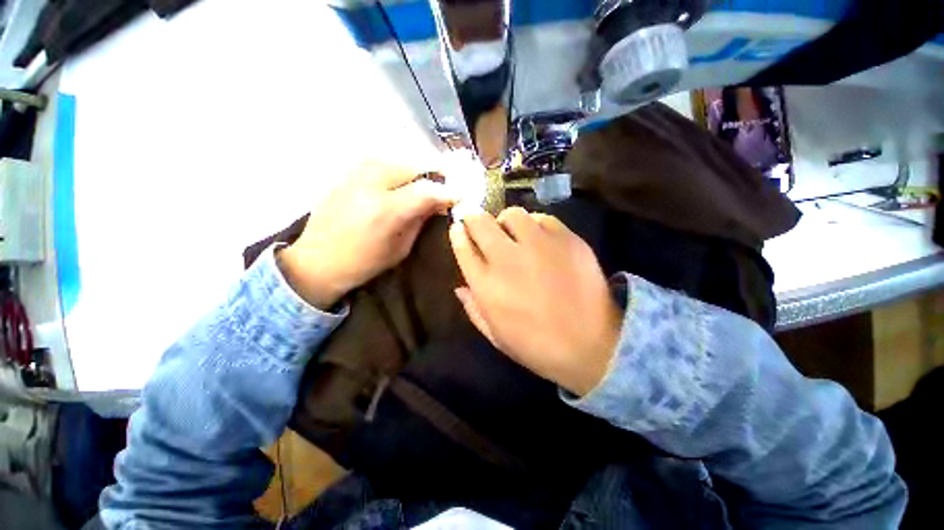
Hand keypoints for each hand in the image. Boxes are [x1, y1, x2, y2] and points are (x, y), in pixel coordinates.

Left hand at [279, 161, 456, 309]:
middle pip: (415, 165)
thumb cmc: (363, 263)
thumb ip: (421, 220)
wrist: (317, 260)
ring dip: (418, 169)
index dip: (449, 191)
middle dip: (436, 173)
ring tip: (427, 182)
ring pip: (399, 158)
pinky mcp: (347, 172)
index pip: (428, 189)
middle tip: (446, 185)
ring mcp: (356, 173)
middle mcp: (372, 183)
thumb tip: (439, 202)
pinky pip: (383, 161)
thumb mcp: (400, 248)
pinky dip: (400, 167)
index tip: (461, 195)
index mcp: (387, 210)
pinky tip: (404, 179)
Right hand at [449, 208, 622, 395]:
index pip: (463, 247)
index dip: (458, 234)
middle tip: (479, 223)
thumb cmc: (537, 346)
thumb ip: (473, 309)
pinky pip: (543, 218)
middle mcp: (507, 260)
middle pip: (480, 222)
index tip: (458, 229)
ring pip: (512, 214)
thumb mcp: (496, 336)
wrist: (593, 347)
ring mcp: (539, 246)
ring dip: (506, 222)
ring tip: (513, 233)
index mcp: (487, 286)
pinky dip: (536, 225)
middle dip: (474, 218)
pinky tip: (540, 239)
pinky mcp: (566, 240)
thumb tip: (460, 287)